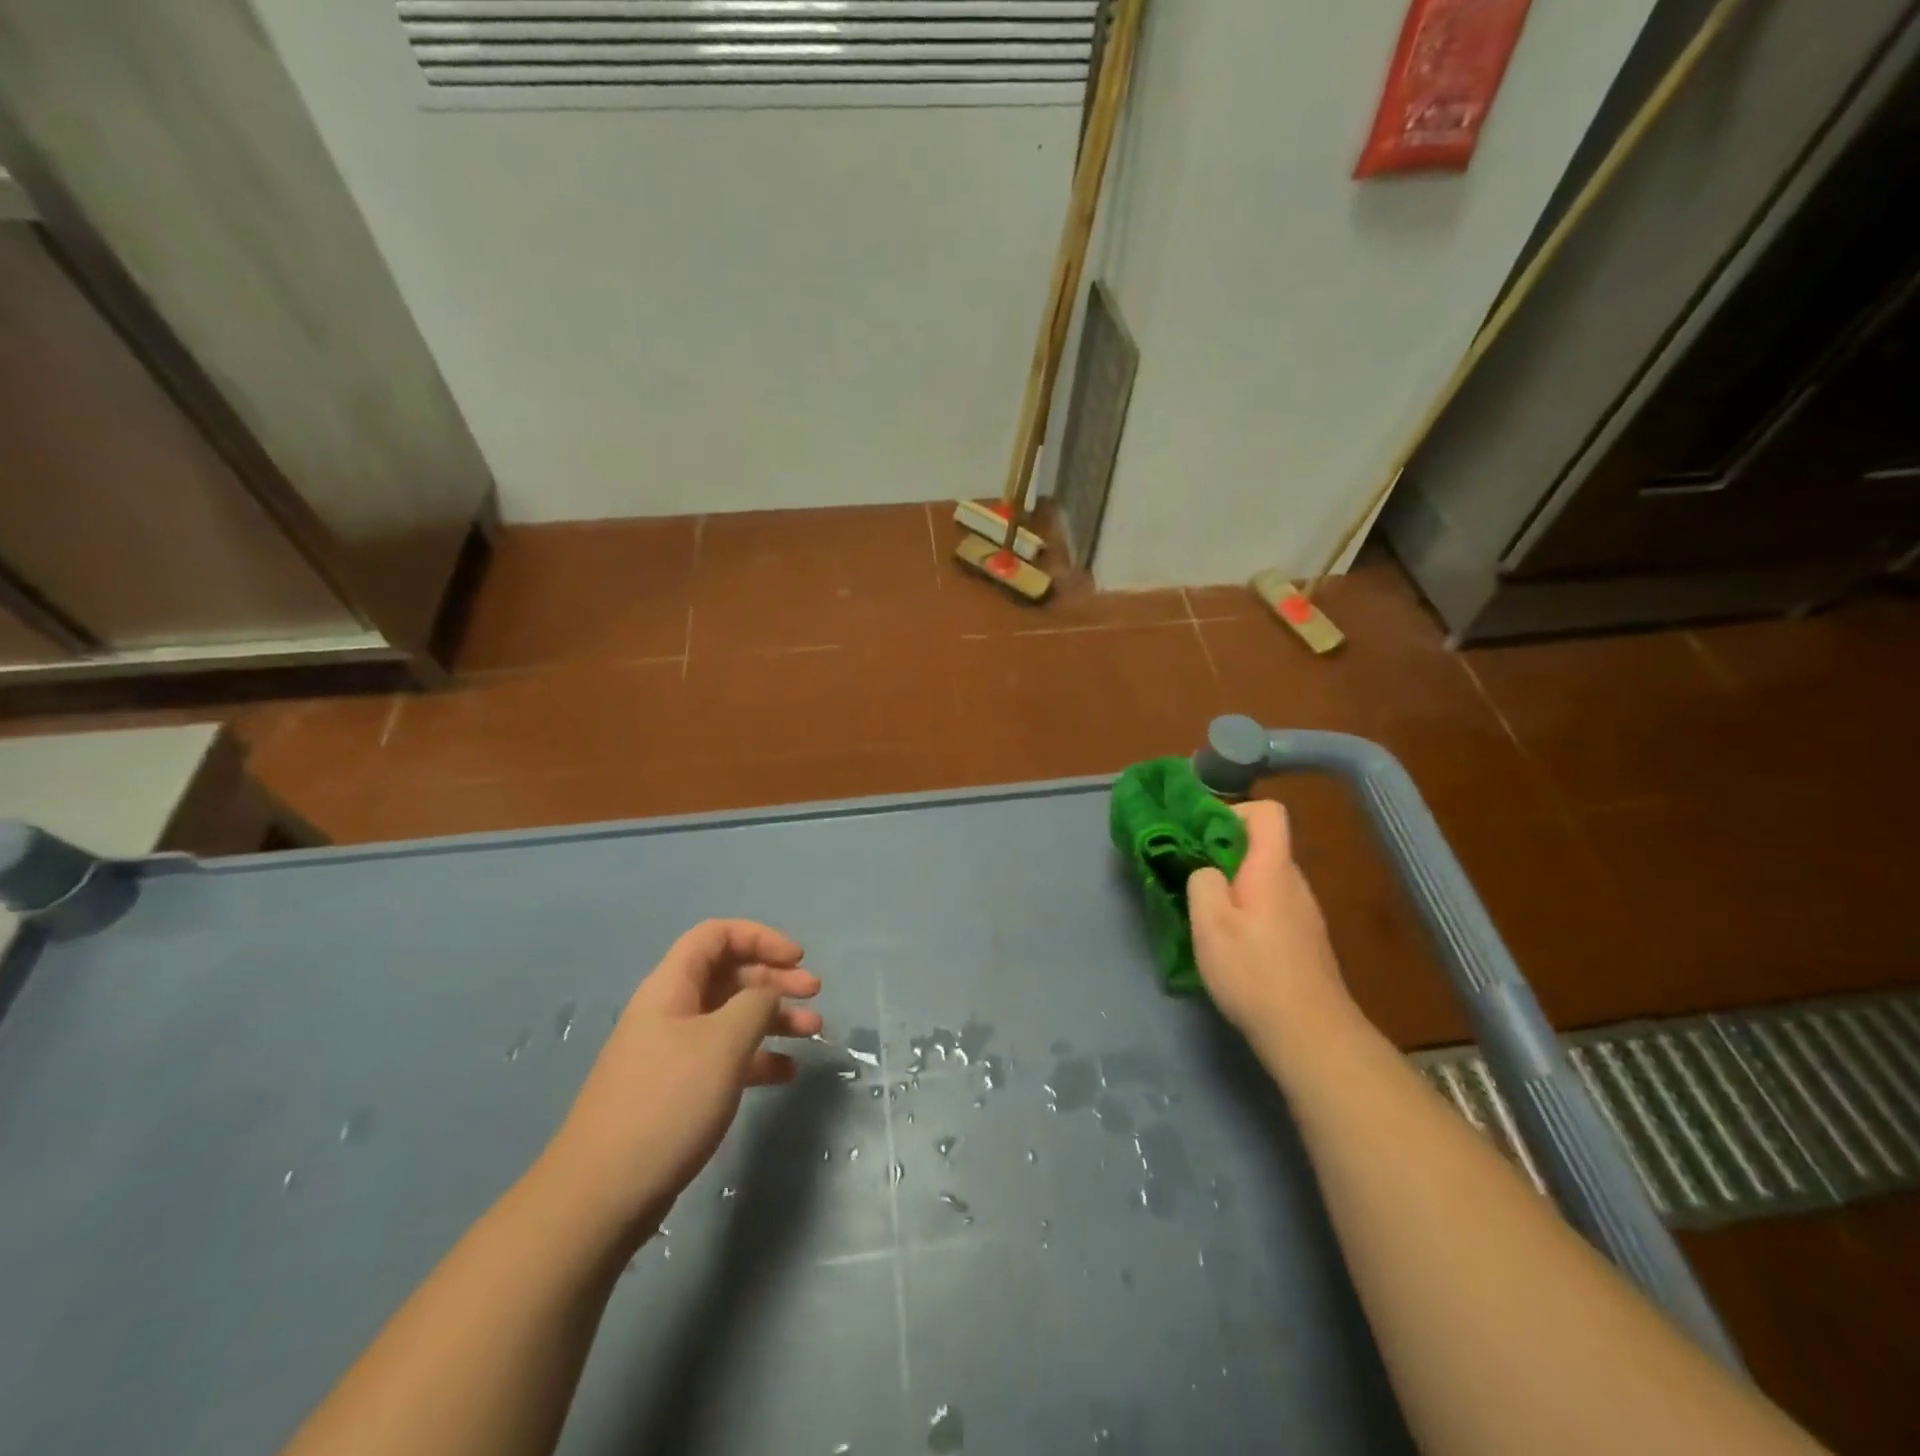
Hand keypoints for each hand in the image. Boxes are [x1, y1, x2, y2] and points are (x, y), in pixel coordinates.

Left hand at [538, 919, 821, 1243]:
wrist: (602, 1195)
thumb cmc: (667, 1103)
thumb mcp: (722, 1043)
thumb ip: (756, 1004)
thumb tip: (768, 994)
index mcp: (672, 987)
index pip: (717, 936)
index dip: (760, 937)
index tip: (797, 958)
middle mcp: (671, 1011)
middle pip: (729, 974)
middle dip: (775, 978)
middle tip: (814, 993)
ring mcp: (673, 1052)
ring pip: (732, 1017)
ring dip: (774, 1017)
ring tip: (813, 1031)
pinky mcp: (678, 1090)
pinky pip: (725, 1057)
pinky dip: (758, 1057)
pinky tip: (786, 1072)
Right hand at [1187, 800, 1348, 1045]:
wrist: (1310, 1033)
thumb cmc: (1253, 971)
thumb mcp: (1209, 922)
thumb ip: (1201, 882)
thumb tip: (1205, 871)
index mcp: (1273, 868)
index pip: (1267, 812)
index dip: (1233, 812)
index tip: (1200, 835)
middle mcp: (1294, 883)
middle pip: (1261, 846)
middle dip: (1222, 853)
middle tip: (1190, 876)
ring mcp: (1304, 913)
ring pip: (1264, 879)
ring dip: (1233, 885)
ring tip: (1205, 914)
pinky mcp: (1304, 940)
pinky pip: (1271, 906)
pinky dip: (1248, 911)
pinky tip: (1231, 945)